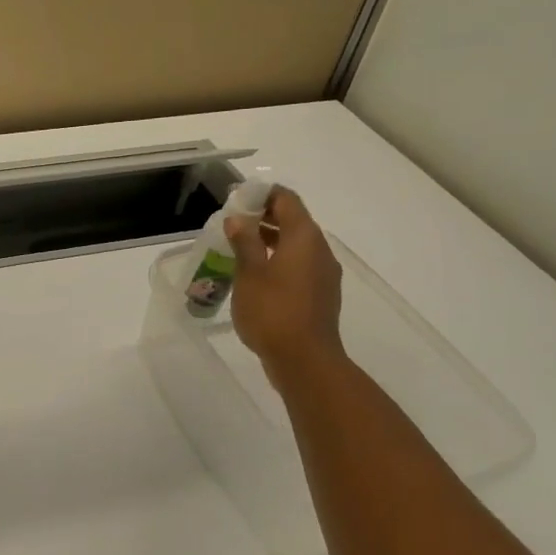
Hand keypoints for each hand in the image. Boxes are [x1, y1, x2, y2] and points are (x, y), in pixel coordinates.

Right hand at [224, 187, 346, 386]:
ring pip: (296, 245)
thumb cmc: (273, 311)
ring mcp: (323, 274)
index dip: (263, 194)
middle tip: (232, 223)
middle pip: (293, 221)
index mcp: (304, 238)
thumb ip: (245, 242)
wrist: (305, 360)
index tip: (237, 198)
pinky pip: (298, 266)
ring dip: (269, 240)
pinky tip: (255, 275)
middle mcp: (319, 250)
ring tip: (238, 248)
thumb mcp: (250, 273)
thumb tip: (239, 219)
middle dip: (263, 217)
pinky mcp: (320, 294)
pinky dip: (278, 261)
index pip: (287, 200)